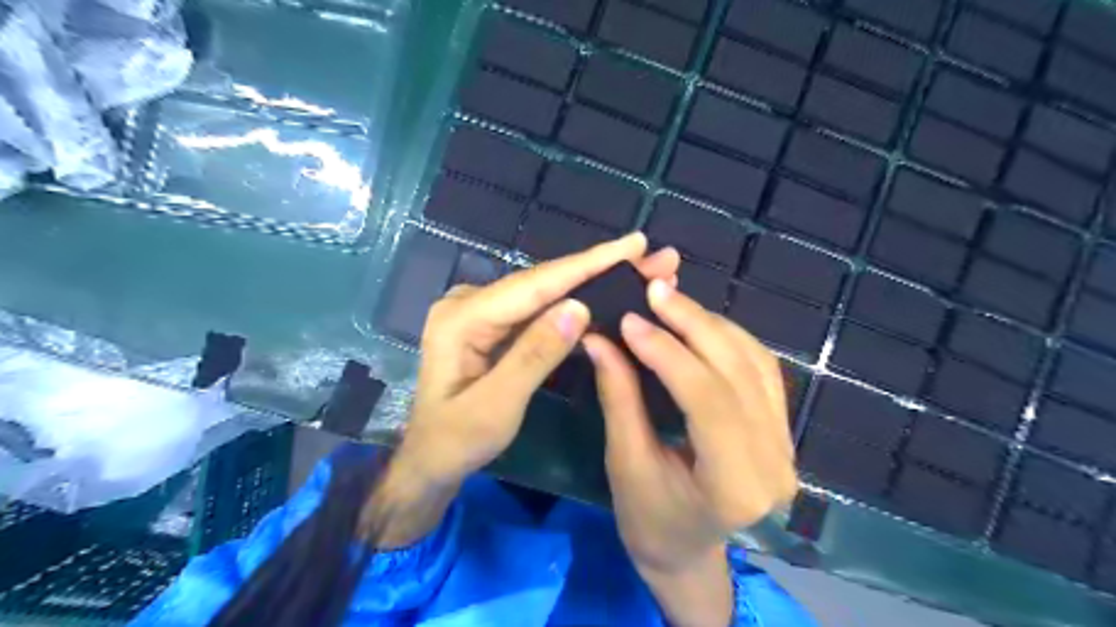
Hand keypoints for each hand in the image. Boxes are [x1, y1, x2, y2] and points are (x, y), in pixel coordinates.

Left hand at [399, 233, 679, 485]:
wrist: (431, 458)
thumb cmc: (458, 440)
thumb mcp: (497, 407)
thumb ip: (534, 355)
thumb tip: (579, 307)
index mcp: (462, 318)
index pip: (535, 284)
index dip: (587, 263)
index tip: (633, 243)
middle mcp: (469, 302)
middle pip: (543, 281)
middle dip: (599, 267)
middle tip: (651, 257)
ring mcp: (481, 309)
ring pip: (544, 290)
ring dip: (591, 280)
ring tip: (638, 269)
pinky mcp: (493, 322)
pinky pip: (538, 306)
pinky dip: (573, 300)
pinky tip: (602, 291)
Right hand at [586, 278, 791, 626]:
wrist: (689, 553)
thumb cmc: (650, 521)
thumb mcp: (626, 463)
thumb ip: (619, 397)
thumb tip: (599, 338)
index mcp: (736, 486)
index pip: (707, 400)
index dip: (668, 352)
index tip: (629, 320)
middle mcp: (774, 461)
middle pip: (737, 372)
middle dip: (692, 323)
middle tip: (653, 290)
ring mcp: (786, 442)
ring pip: (754, 361)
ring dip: (711, 324)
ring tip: (669, 300)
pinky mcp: (781, 428)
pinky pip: (760, 368)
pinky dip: (728, 337)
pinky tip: (697, 322)